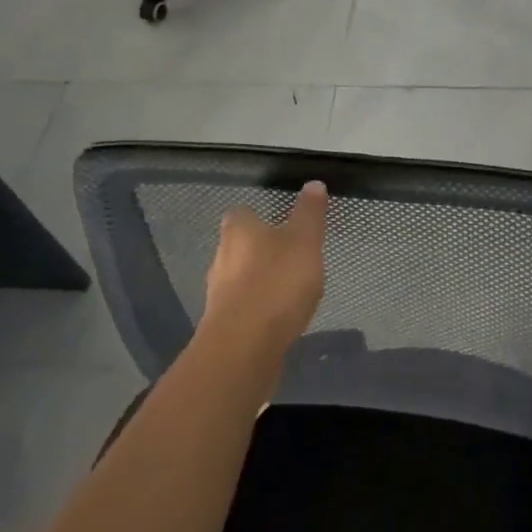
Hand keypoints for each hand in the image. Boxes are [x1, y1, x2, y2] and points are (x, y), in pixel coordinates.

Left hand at [202, 182, 327, 354]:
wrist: (244, 347)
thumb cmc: (277, 283)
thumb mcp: (305, 241)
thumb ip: (309, 213)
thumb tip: (313, 184)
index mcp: (238, 231)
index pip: (242, 213)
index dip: (260, 216)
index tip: (281, 222)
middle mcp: (221, 257)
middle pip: (239, 246)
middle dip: (261, 249)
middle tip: (293, 255)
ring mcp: (219, 293)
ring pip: (240, 277)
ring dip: (261, 280)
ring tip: (291, 288)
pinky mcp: (223, 324)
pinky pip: (243, 307)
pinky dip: (259, 308)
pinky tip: (280, 316)